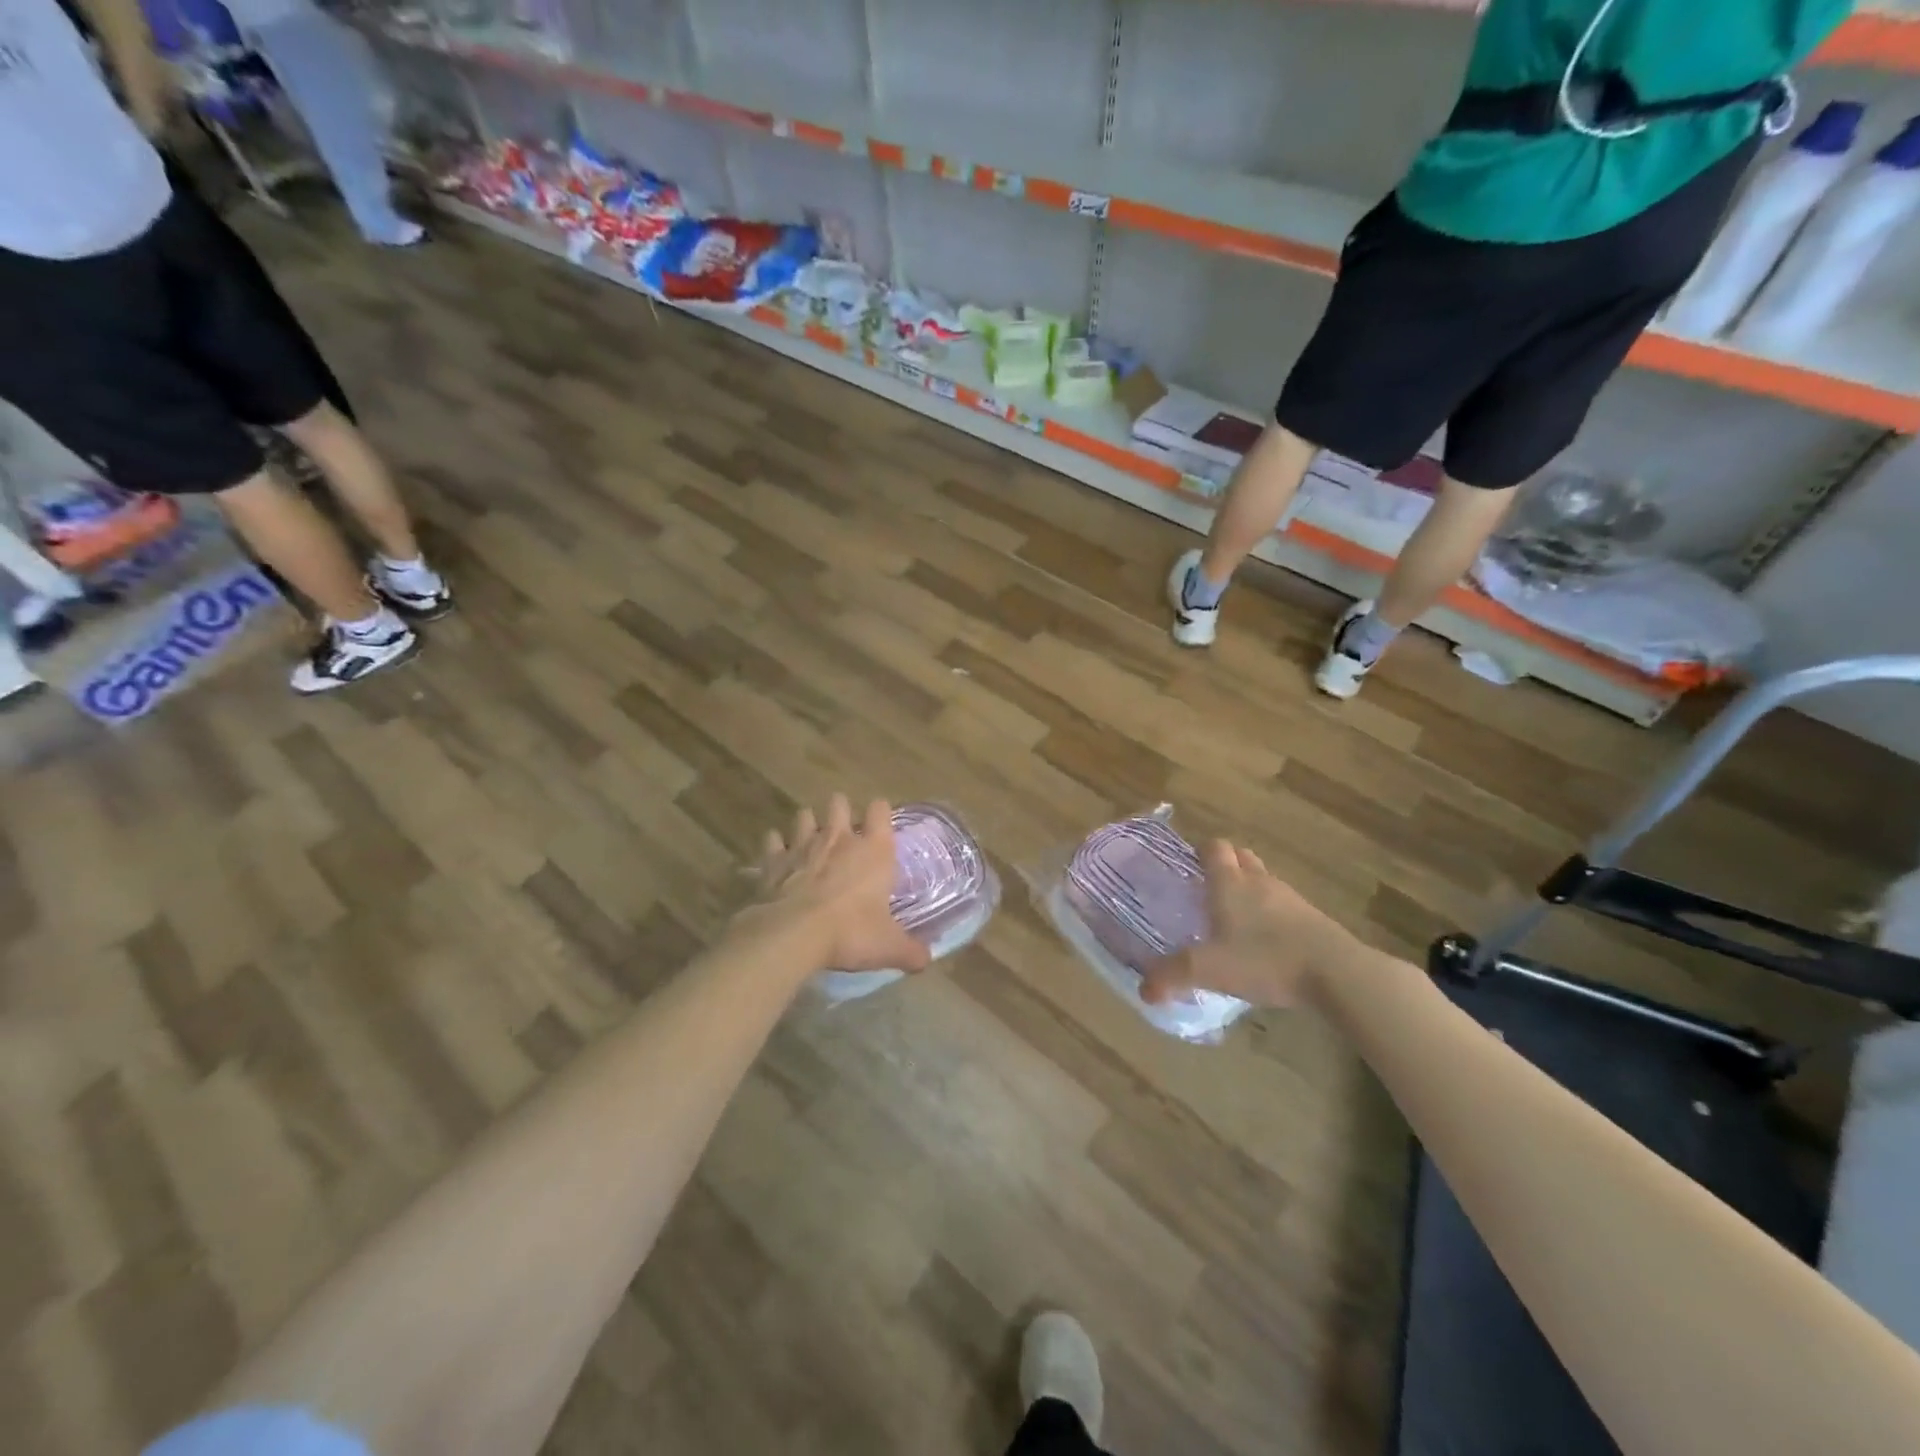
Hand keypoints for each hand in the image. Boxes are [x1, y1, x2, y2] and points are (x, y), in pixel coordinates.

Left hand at [734, 795, 930, 976]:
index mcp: (874, 850)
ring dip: (808, 824)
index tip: (880, 824)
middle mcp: (839, 838)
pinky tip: (778, 857)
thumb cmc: (850, 932)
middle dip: (841, 811)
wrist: (793, 934)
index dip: (880, 813)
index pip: (881, 810)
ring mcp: (802, 845)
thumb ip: (910, 950)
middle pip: (839, 803)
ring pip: (805, 815)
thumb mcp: (888, 947)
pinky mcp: (773, 860)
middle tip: (844, 831)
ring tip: (811, 839)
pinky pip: (773, 840)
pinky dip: (775, 846)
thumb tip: (926, 959)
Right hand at [1140, 840, 1358, 1008]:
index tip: (1190, 866)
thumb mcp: (1209, 970)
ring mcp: (1290, 899)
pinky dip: (1273, 915)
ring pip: (1264, 881)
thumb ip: (1172, 976)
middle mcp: (1259, 882)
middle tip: (1209, 890)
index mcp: (1230, 884)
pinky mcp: (1313, 920)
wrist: (1336, 973)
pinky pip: (1285, 906)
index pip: (1214, 848)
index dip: (1201, 851)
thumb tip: (1143, 990)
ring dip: (1251, 890)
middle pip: (1241, 857)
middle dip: (1227, 866)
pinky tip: (1267, 943)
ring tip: (1236, 918)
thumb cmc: (1265, 959)